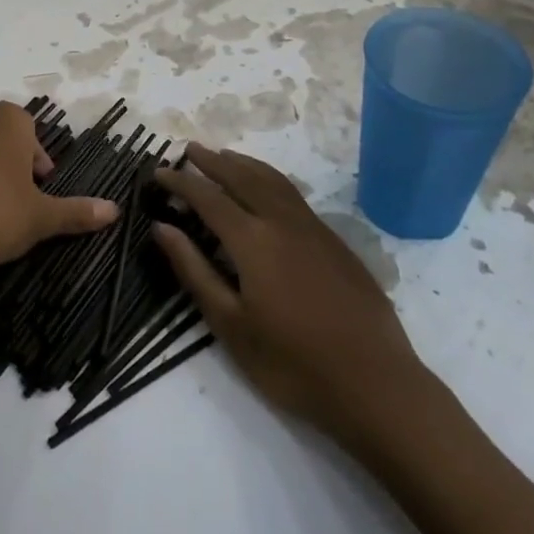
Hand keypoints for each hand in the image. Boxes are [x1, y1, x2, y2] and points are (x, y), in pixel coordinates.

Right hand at [153, 144, 428, 450]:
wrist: (375, 383)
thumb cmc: (293, 363)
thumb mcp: (231, 325)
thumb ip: (195, 271)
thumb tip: (162, 228)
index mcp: (253, 240)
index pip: (208, 198)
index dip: (181, 182)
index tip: (158, 171)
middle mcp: (282, 221)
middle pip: (242, 177)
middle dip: (212, 162)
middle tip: (188, 149)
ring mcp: (314, 228)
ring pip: (273, 180)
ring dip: (244, 164)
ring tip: (224, 156)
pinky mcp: (335, 241)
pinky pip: (293, 194)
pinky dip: (270, 179)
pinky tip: (266, 190)